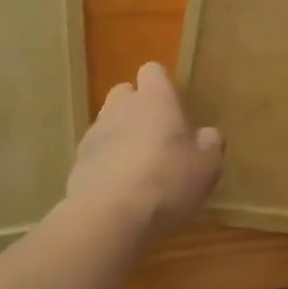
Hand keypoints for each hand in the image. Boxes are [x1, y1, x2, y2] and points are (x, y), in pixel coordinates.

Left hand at [65, 62, 223, 239]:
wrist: (108, 217)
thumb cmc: (166, 180)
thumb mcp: (207, 165)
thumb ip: (210, 143)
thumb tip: (207, 135)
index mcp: (155, 99)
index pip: (153, 71)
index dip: (162, 85)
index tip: (173, 106)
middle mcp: (121, 107)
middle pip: (125, 93)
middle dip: (137, 108)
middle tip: (157, 136)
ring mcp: (95, 134)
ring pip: (108, 123)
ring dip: (121, 136)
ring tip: (138, 167)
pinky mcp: (77, 163)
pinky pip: (96, 153)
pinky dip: (106, 164)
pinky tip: (119, 190)